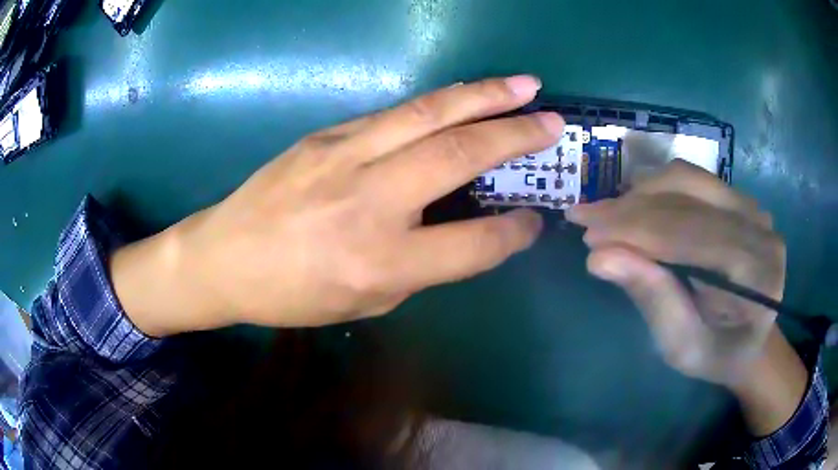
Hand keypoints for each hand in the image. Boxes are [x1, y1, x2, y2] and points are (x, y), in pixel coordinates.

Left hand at [113, 76, 564, 335]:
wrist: (223, 257)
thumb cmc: (291, 295)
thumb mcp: (364, 302)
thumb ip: (419, 266)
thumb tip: (461, 229)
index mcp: (382, 262)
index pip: (474, 243)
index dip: (514, 232)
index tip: (536, 219)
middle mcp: (370, 201)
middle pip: (459, 154)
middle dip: (516, 133)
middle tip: (553, 120)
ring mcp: (344, 156)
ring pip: (429, 114)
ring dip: (484, 95)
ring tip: (523, 84)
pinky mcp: (326, 134)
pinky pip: (395, 114)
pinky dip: (438, 105)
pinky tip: (462, 100)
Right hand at [567, 160, 785, 386]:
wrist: (750, 339)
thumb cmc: (717, 354)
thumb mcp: (681, 346)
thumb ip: (652, 299)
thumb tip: (600, 258)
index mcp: (757, 274)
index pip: (692, 236)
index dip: (637, 231)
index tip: (587, 234)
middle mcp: (760, 228)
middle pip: (688, 199)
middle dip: (630, 208)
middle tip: (584, 218)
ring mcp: (751, 207)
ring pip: (687, 179)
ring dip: (640, 193)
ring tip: (606, 214)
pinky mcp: (738, 198)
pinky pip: (692, 179)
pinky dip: (657, 189)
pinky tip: (634, 206)